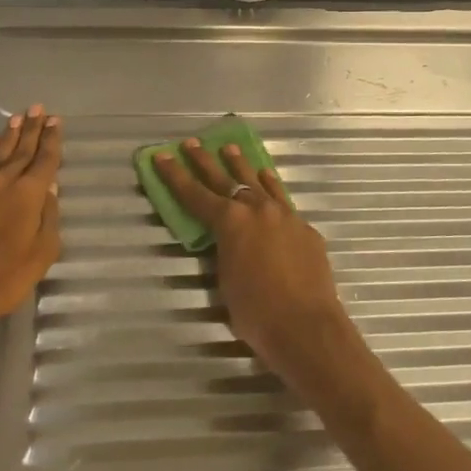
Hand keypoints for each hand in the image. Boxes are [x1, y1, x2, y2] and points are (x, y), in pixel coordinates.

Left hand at [0, 105, 63, 343]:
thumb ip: (48, 218)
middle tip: (39, 109)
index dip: (52, 139)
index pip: (45, 159)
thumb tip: (49, 190)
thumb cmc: (4, 277)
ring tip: (17, 118)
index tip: (56, 121)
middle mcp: (3, 182)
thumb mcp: (42, 253)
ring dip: (9, 135)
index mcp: (28, 194)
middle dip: (32, 128)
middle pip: (21, 149)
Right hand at [151, 140, 365, 394]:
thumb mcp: (225, 282)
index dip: (175, 175)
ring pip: (258, 182)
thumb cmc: (257, 313)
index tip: (162, 156)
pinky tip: (267, 180)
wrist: (307, 327)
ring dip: (242, 166)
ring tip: (231, 149)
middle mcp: (257, 209)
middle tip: (192, 143)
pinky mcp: (305, 228)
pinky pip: (282, 200)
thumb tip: (229, 243)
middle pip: (226, 179)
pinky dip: (271, 188)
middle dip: (205, 161)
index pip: (195, 194)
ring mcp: (285, 215)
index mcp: (230, 223)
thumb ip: (224, 254)